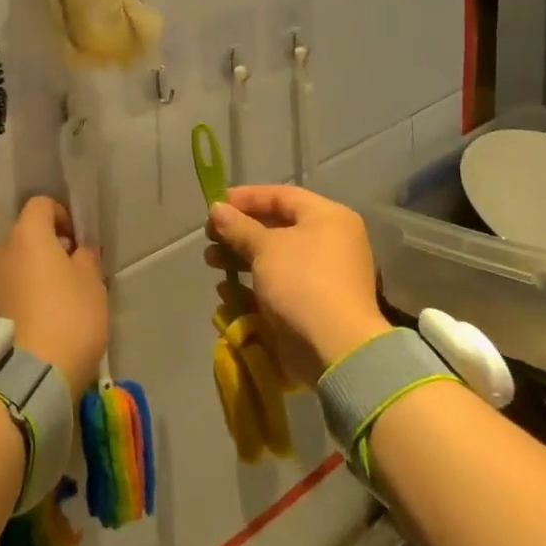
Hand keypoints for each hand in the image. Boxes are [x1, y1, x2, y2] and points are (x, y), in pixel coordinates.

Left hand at [0, 196, 107, 397]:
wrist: (32, 376)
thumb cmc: (69, 317)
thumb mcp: (92, 284)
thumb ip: (86, 259)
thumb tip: (79, 251)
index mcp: (25, 235)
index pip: (40, 205)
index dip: (61, 217)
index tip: (77, 242)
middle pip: (24, 238)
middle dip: (46, 249)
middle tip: (70, 273)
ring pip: (13, 266)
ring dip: (32, 274)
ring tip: (56, 301)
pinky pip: (7, 291)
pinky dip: (22, 296)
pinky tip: (41, 319)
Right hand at [204, 186, 387, 386]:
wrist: (336, 349)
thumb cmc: (301, 282)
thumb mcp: (264, 247)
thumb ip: (238, 226)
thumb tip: (217, 209)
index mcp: (327, 218)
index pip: (281, 196)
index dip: (246, 198)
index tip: (216, 205)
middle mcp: (328, 243)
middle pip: (275, 228)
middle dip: (238, 232)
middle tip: (209, 237)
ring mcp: (321, 276)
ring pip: (272, 259)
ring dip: (239, 258)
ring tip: (211, 262)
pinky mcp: (310, 305)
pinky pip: (277, 287)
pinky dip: (251, 286)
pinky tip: (226, 291)